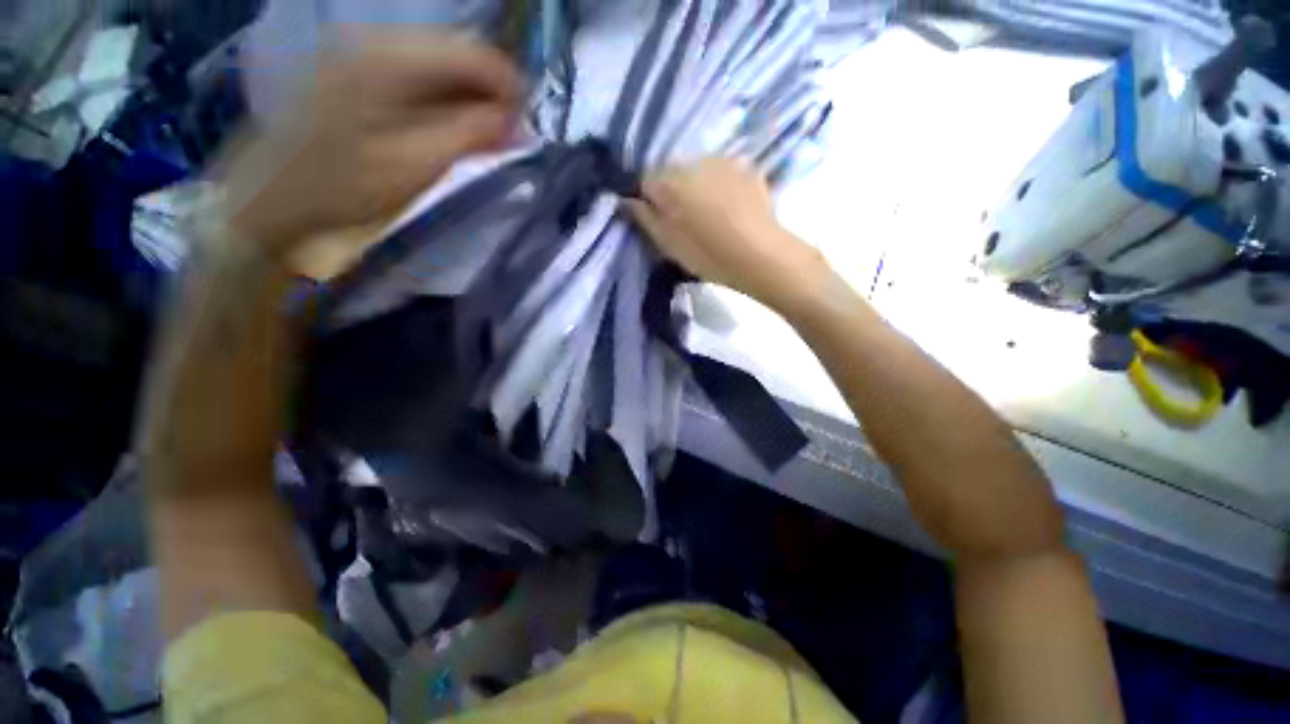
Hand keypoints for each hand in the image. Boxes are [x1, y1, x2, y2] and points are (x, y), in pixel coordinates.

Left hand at [225, 31, 522, 250]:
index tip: (524, 132)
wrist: (273, 195)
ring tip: (482, 139)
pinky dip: (445, 101)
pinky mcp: (359, 71)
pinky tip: (450, 129)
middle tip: (505, 140)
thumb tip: (521, 124)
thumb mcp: (419, 163)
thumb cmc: (344, 185)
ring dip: (470, 100)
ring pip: (442, 65)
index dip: (510, 91)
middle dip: (491, 96)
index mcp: (391, 57)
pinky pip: (420, 76)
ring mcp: (365, 52)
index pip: (476, 54)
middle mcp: (378, 39)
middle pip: (460, 54)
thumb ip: (473, 135)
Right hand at [624, 158, 824, 310]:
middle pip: (672, 173)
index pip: (645, 181)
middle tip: (684, 221)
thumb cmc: (706, 254)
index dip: (648, 200)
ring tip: (710, 215)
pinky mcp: (746, 168)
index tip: (657, 220)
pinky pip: (723, 173)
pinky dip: (720, 186)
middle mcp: (692, 162)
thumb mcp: (667, 244)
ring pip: (698, 170)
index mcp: (668, 182)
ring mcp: (722, 161)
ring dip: (697, 186)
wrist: (759, 254)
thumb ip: (644, 218)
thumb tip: (626, 200)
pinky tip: (730, 209)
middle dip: (673, 191)